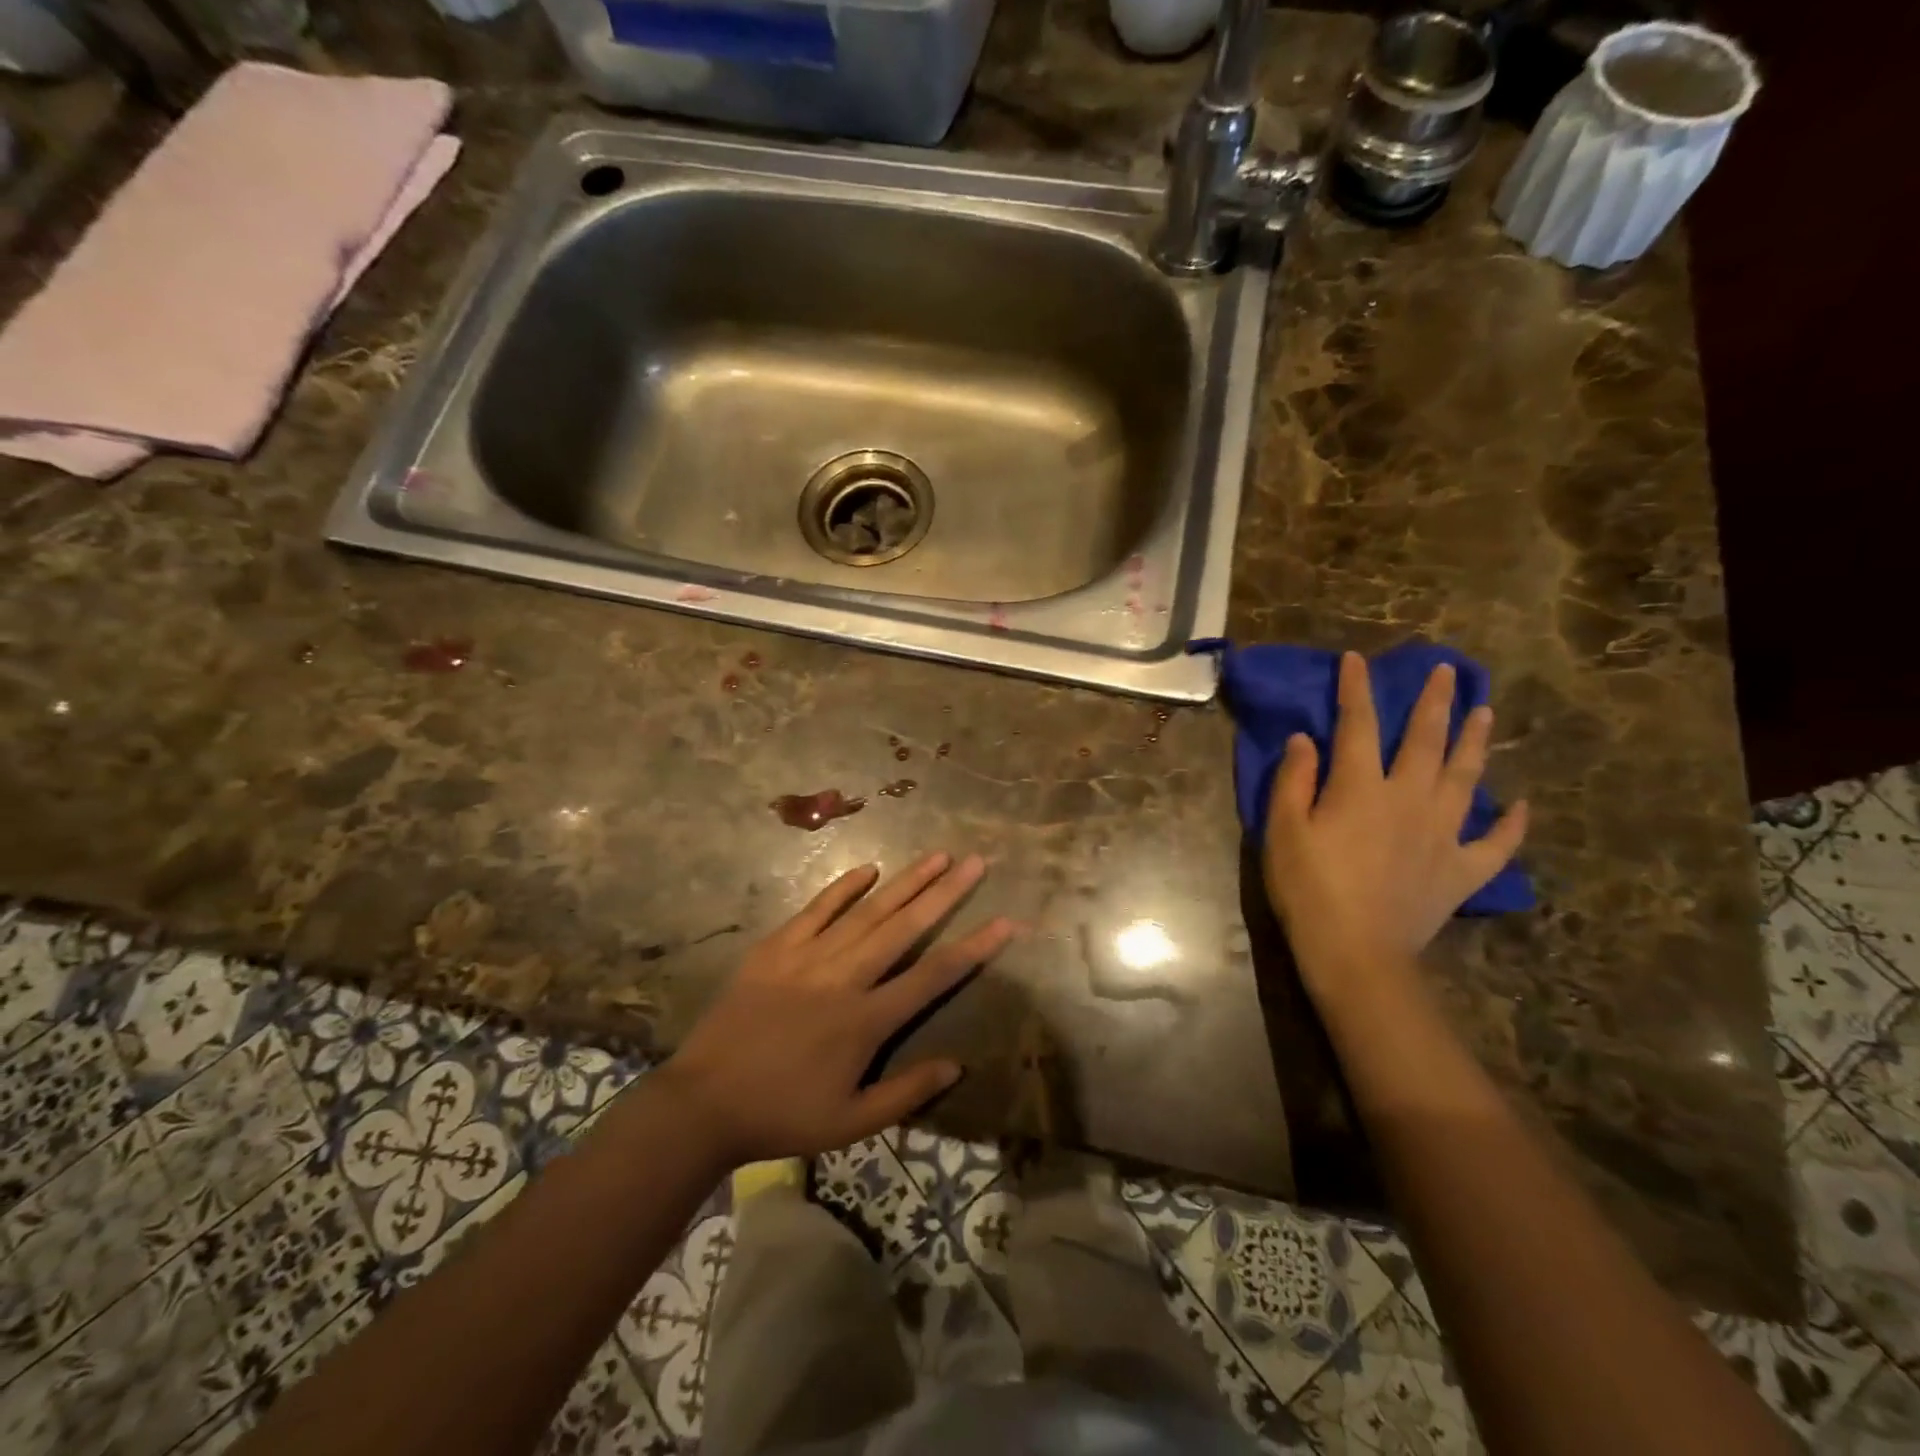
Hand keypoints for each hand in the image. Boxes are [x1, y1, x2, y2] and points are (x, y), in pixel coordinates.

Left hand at [660, 852, 1014, 1167]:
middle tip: (975, 862)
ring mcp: (808, 958)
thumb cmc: (782, 1116)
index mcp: (866, 1021)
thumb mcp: (850, 1124)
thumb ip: (906, 1093)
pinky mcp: (776, 949)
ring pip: (866, 912)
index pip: (933, 976)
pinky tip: (868, 868)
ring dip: (905, 882)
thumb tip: (956, 1065)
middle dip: (945, 893)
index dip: (974, 947)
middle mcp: (844, 979)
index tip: (1005, 920)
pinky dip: (843, 888)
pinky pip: (815, 910)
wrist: (703, 1103)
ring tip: (937, 856)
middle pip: (904, 928)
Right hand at [1263, 652, 1527, 991]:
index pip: (1358, 725)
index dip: (1356, 690)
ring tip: (1486, 712)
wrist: (1355, 952)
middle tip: (1449, 671)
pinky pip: (1496, 843)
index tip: (1357, 659)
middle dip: (1434, 702)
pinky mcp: (1462, 870)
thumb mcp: (1283, 831)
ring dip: (1476, 742)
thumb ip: (1294, 780)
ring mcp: (1443, 834)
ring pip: (1466, 777)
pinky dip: (1511, 824)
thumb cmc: (1309, 888)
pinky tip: (1520, 805)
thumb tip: (1306, 739)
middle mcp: (1409, 798)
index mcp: (1361, 787)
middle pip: (1425, 740)